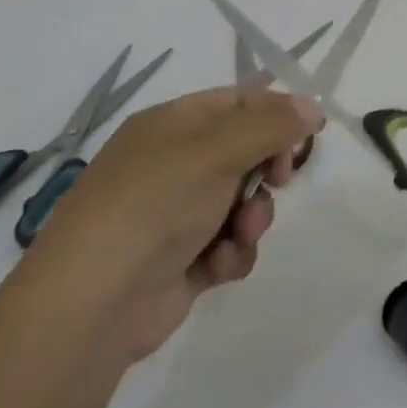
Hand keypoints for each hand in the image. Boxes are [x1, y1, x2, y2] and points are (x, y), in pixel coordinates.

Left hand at [21, 86, 325, 360]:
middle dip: (268, 167)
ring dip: (254, 216)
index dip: (277, 111)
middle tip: (280, 178)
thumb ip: (273, 125)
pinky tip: (222, 264)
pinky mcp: (182, 261)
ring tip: (242, 234)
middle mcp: (173, 163)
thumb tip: (313, 106)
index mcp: (172, 125)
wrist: (92, 306)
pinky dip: (234, 252)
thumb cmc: (155, 205)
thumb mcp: (218, 151)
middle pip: (245, 150)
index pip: (238, 101)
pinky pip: (229, 243)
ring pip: (243, 200)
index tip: (309, 132)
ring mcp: (176, 213)